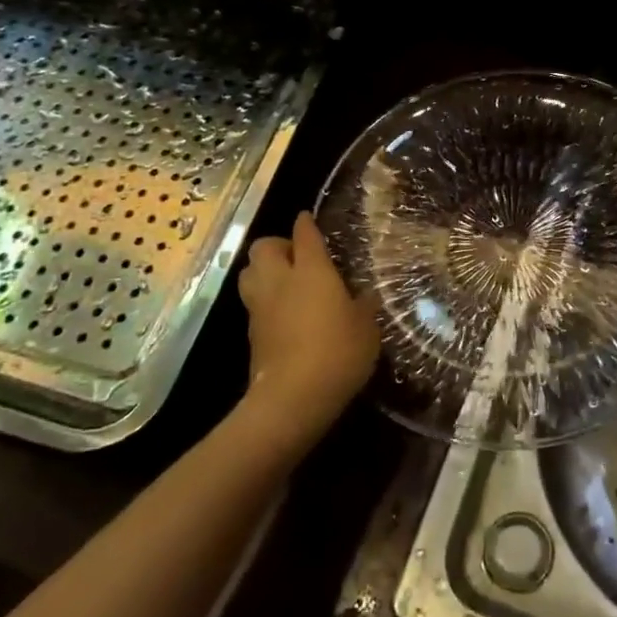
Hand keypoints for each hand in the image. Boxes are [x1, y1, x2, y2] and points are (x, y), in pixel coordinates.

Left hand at [236, 212, 378, 448]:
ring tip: (285, 282)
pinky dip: (264, 301)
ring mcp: (260, 307)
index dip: (306, 223)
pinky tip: (284, 314)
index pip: (304, 234)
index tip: (308, 218)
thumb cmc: (338, 353)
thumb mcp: (367, 328)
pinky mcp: (251, 333)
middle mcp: (280, 281)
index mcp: (311, 271)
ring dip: (263, 271)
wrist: (292, 398)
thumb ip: (364, 305)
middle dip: (277, 245)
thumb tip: (366, 294)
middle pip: (263, 247)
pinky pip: (253, 304)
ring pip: (249, 273)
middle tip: (296, 257)